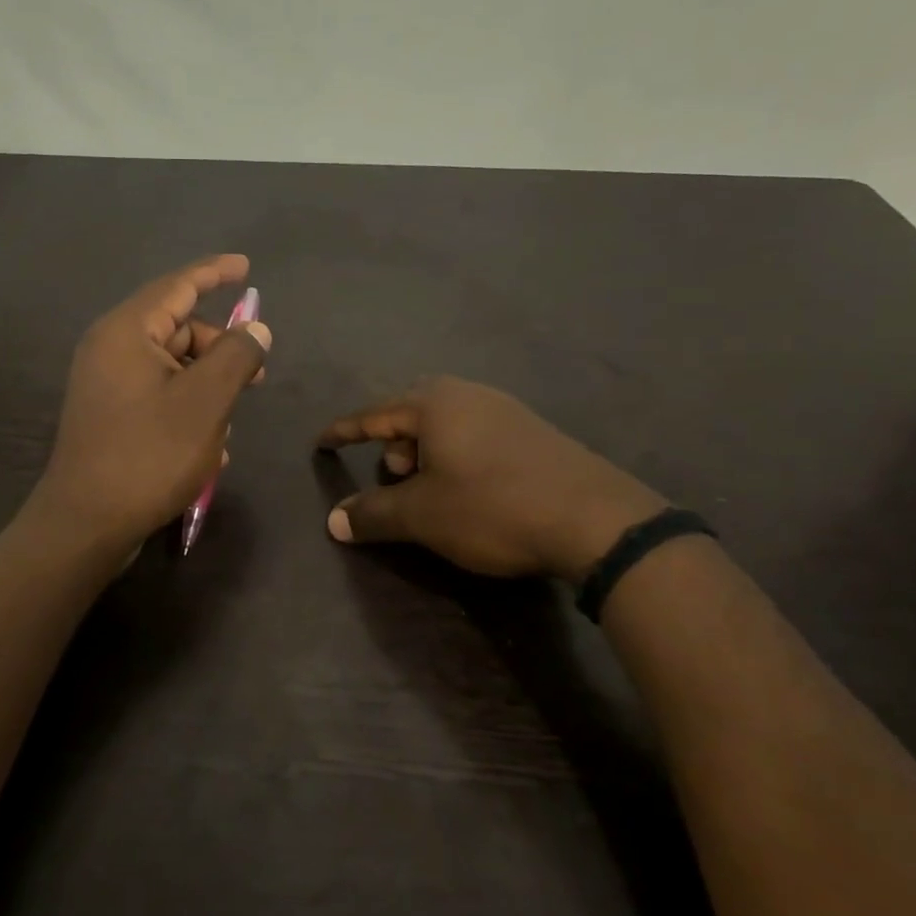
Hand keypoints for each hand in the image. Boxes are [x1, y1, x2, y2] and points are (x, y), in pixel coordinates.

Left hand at [35, 254, 271, 552]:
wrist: (86, 524)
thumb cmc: (148, 455)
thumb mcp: (205, 402)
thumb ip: (236, 356)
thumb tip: (255, 330)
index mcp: (127, 332)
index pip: (178, 285)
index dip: (215, 273)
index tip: (246, 266)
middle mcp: (111, 350)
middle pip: (177, 329)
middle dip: (220, 349)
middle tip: (256, 377)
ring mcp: (106, 385)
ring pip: (172, 368)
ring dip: (207, 388)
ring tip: (228, 426)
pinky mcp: (109, 416)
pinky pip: (158, 396)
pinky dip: (187, 410)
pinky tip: (208, 447)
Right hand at [318, 376, 664, 581]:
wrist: (594, 520)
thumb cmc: (491, 507)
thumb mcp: (422, 515)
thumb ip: (373, 513)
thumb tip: (333, 520)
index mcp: (435, 404)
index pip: (374, 414)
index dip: (344, 431)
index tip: (321, 442)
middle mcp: (469, 395)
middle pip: (414, 407)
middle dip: (393, 438)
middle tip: (393, 472)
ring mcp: (507, 410)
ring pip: (448, 420)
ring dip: (426, 448)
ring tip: (428, 485)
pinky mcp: (534, 433)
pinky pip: (477, 432)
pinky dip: (457, 453)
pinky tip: (468, 487)